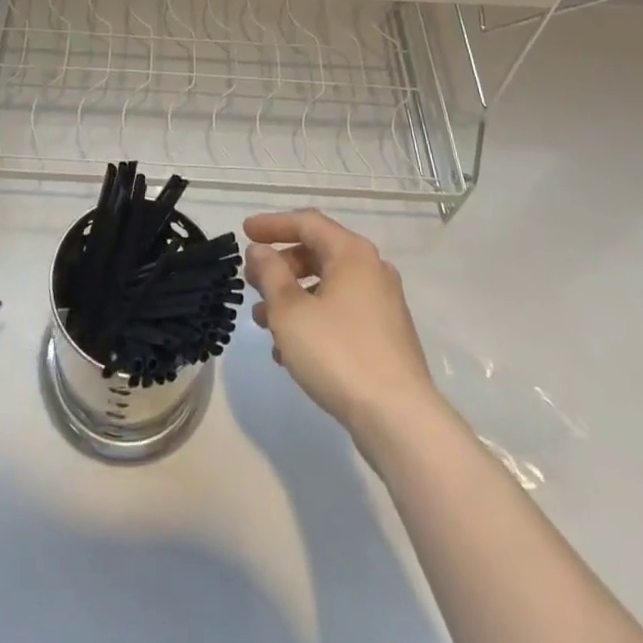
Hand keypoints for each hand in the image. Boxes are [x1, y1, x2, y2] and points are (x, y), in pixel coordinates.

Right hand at [243, 209, 439, 439]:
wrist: (398, 419)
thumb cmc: (338, 353)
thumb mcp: (290, 311)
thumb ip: (270, 274)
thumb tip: (260, 251)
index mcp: (352, 254)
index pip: (307, 223)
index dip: (272, 224)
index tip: (244, 232)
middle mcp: (372, 271)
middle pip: (318, 253)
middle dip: (280, 266)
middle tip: (252, 281)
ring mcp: (383, 305)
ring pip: (328, 287)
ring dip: (292, 298)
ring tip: (262, 322)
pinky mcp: (385, 338)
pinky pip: (340, 314)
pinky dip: (313, 320)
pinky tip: (289, 351)